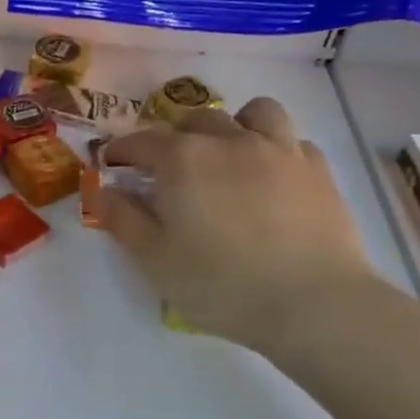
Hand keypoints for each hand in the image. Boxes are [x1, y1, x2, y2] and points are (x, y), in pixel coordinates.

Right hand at [95, 98, 373, 348]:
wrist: (314, 305)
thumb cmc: (222, 285)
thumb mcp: (155, 260)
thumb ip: (122, 219)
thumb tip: (102, 191)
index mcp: (183, 159)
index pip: (141, 142)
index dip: (121, 152)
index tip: (112, 165)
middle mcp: (229, 140)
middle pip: (195, 120)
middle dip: (176, 138)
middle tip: (171, 170)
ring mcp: (279, 150)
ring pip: (254, 113)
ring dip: (235, 125)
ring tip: (230, 154)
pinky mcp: (317, 170)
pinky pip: (293, 140)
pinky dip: (276, 149)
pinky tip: (273, 176)